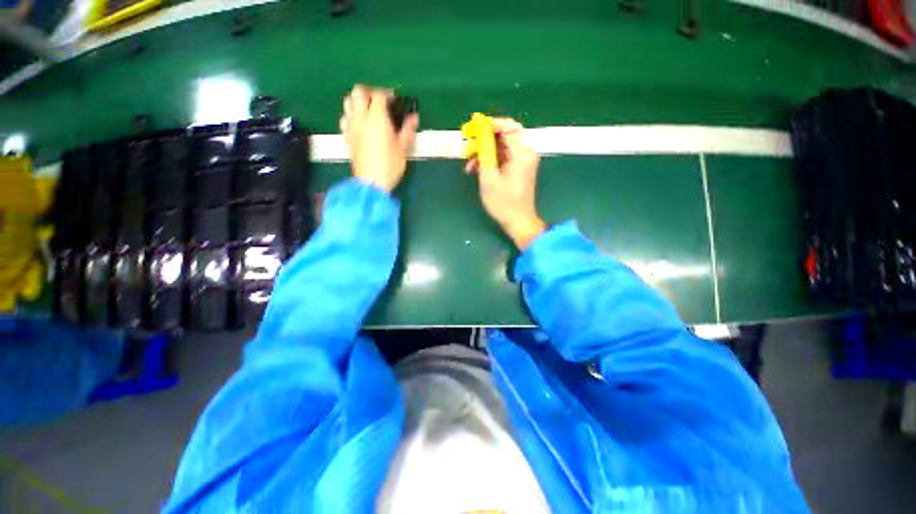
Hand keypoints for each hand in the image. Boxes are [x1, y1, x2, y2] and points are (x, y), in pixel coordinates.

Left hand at [340, 85, 418, 192]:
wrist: (371, 182)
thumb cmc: (390, 165)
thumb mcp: (403, 148)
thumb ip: (408, 130)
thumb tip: (414, 117)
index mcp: (376, 118)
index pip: (378, 95)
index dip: (387, 94)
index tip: (394, 100)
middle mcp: (361, 118)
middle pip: (358, 92)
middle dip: (368, 92)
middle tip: (379, 101)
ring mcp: (351, 127)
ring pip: (348, 103)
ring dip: (357, 101)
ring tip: (368, 111)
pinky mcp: (347, 137)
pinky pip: (345, 119)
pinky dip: (351, 116)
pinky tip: (359, 125)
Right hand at [465, 118, 545, 249]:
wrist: (518, 221)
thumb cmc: (503, 203)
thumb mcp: (488, 179)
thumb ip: (484, 155)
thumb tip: (480, 137)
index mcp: (521, 154)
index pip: (507, 127)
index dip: (490, 125)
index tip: (474, 128)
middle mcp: (526, 153)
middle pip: (505, 135)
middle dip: (485, 139)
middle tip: (469, 145)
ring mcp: (524, 161)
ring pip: (503, 146)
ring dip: (486, 151)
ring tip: (470, 163)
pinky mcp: (520, 168)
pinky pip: (505, 157)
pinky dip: (492, 160)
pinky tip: (478, 169)